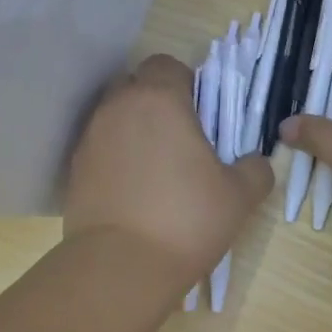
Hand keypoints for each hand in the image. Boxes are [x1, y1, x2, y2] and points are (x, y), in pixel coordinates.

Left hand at [64, 54, 273, 285]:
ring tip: (156, 168)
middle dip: (156, 102)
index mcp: (159, 100)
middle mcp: (118, 108)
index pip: (166, 64)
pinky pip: (100, 148)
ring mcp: (90, 138)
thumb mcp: (239, 196)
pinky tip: (134, 190)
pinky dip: (116, 158)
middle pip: (135, 85)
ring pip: (114, 116)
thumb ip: (255, 169)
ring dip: (134, 130)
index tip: (202, 113)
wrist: (121, 267)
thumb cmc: (187, 219)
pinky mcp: (74, 170)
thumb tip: (257, 162)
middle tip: (181, 138)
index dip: (186, 82)